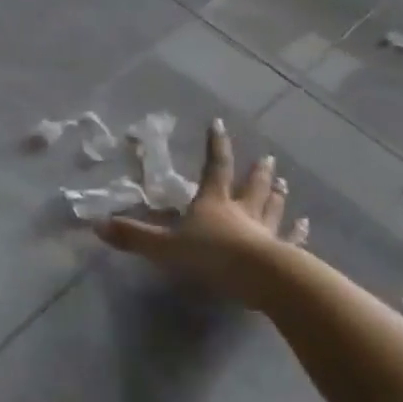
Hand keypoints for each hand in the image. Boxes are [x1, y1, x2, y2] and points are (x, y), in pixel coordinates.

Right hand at [96, 118, 307, 299]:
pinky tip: (306, 225)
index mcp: (213, 202)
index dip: (215, 146)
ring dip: (276, 194)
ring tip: (284, 183)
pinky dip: (299, 231)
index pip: (214, 167)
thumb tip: (96, 225)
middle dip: (256, 172)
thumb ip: (133, 236)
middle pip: (250, 186)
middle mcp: (241, 211)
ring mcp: (265, 232)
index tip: (219, 123)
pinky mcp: (282, 254)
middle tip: (268, 158)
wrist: (260, 278)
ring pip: (272, 207)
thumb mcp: (164, 246)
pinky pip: (291, 238)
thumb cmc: (211, 256)